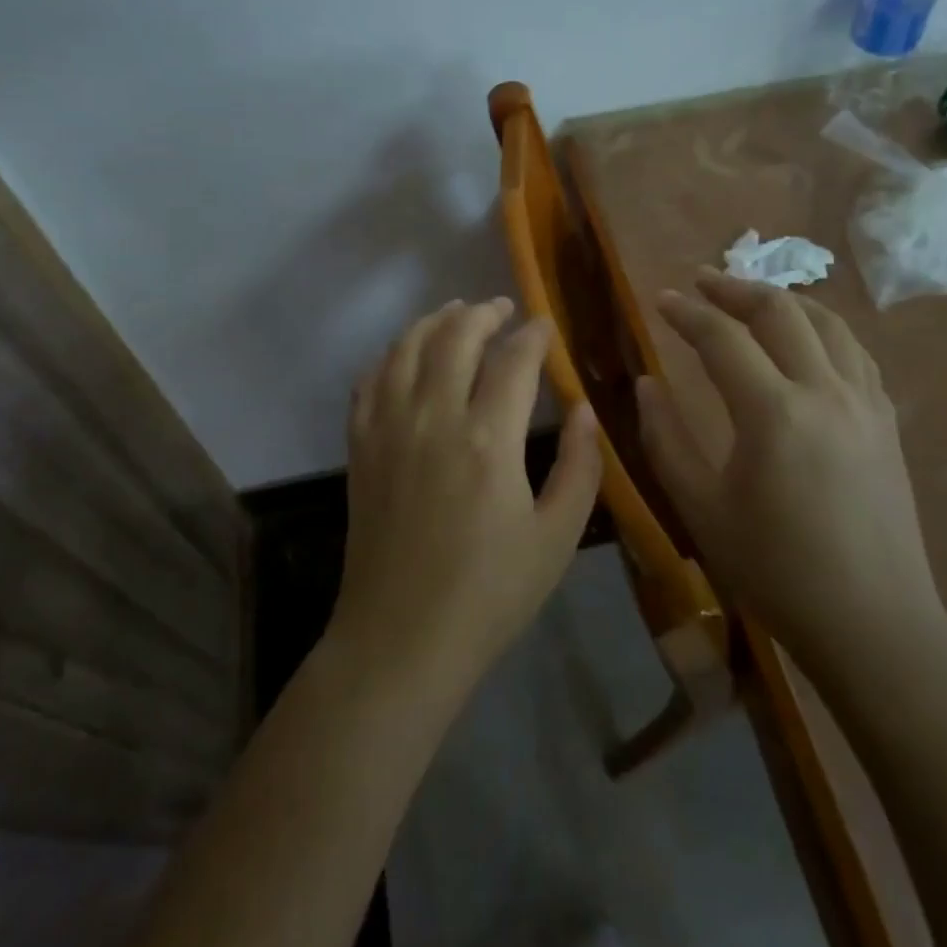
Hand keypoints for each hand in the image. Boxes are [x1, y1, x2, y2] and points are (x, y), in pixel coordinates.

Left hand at [331, 298, 602, 703]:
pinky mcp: (360, 445)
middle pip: (456, 337)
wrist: (401, 638)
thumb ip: (580, 467)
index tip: (545, 326)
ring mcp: (389, 427)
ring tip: (455, 312)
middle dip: (483, 313)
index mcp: (489, 439)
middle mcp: (434, 417)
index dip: (534, 336)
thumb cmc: (489, 594)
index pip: (514, 361)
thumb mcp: (556, 539)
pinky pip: (370, 380)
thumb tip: (587, 409)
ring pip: (407, 347)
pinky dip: (390, 354)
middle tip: (502, 308)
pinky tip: (404, 353)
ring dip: (434, 321)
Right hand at [636, 270, 945, 680]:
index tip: (660, 300)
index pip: (722, 338)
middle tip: (701, 282)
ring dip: (784, 300)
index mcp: (774, 413)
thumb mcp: (700, 508)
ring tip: (750, 298)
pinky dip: (822, 330)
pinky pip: (855, 353)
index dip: (686, 312)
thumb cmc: (775, 571)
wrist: (875, 625)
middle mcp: (825, 392)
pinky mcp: (887, 422)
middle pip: (781, 311)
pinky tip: (805, 341)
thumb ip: (665, 438)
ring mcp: (866, 404)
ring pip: (828, 322)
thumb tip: (646, 382)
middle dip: (735, 288)